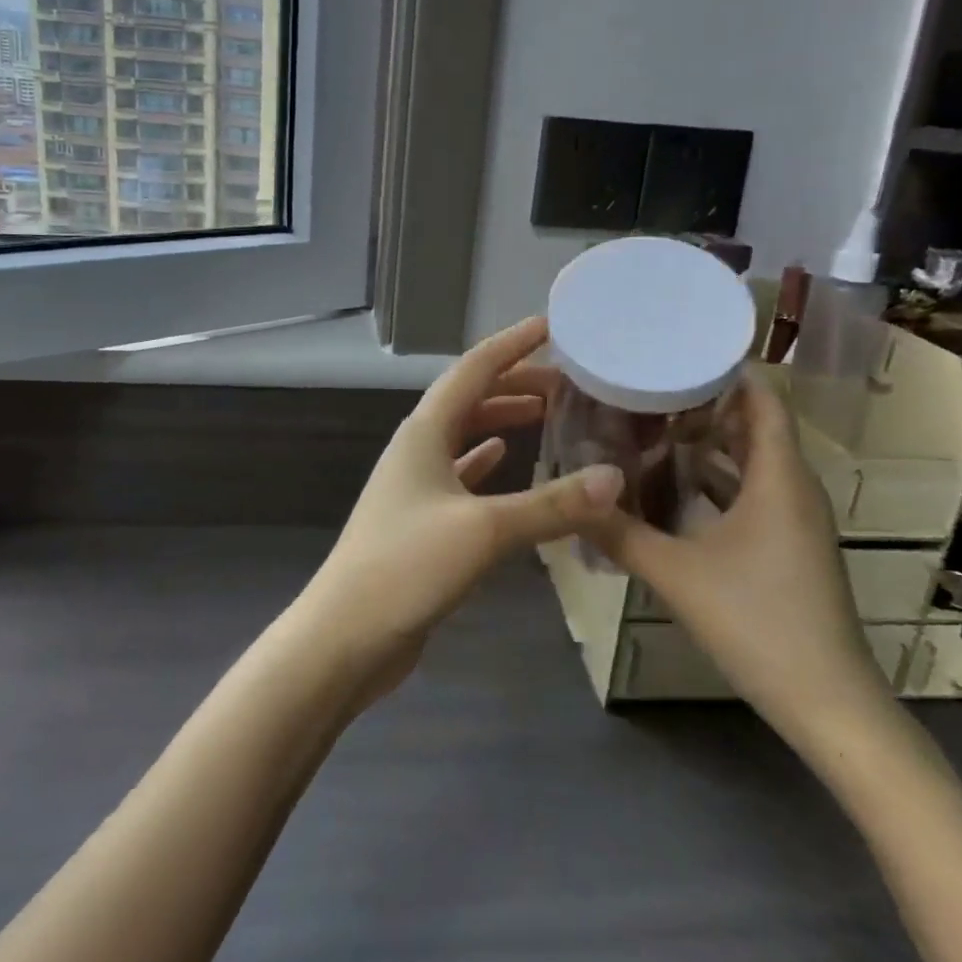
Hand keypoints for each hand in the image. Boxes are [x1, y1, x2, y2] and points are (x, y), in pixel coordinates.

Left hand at [294, 316, 624, 696]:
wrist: (346, 636)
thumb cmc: (407, 567)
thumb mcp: (485, 530)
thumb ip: (552, 505)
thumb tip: (615, 478)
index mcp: (424, 432)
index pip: (473, 369)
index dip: (513, 344)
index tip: (551, 325)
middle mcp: (418, 449)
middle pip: (470, 400)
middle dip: (516, 384)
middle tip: (568, 383)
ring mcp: (417, 486)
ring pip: (465, 436)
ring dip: (502, 420)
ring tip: (547, 415)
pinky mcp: (422, 521)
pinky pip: (461, 476)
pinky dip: (486, 462)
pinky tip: (506, 460)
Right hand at [584, 374, 890, 737]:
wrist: (828, 704)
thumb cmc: (758, 623)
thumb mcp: (677, 574)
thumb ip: (620, 533)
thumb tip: (571, 499)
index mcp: (778, 477)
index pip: (761, 399)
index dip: (724, 371)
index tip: (673, 353)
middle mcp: (792, 488)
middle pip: (752, 425)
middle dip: (702, 404)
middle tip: (645, 390)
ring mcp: (794, 519)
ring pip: (750, 462)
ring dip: (706, 445)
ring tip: (650, 429)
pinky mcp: (788, 546)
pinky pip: (752, 493)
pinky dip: (716, 482)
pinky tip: (672, 489)